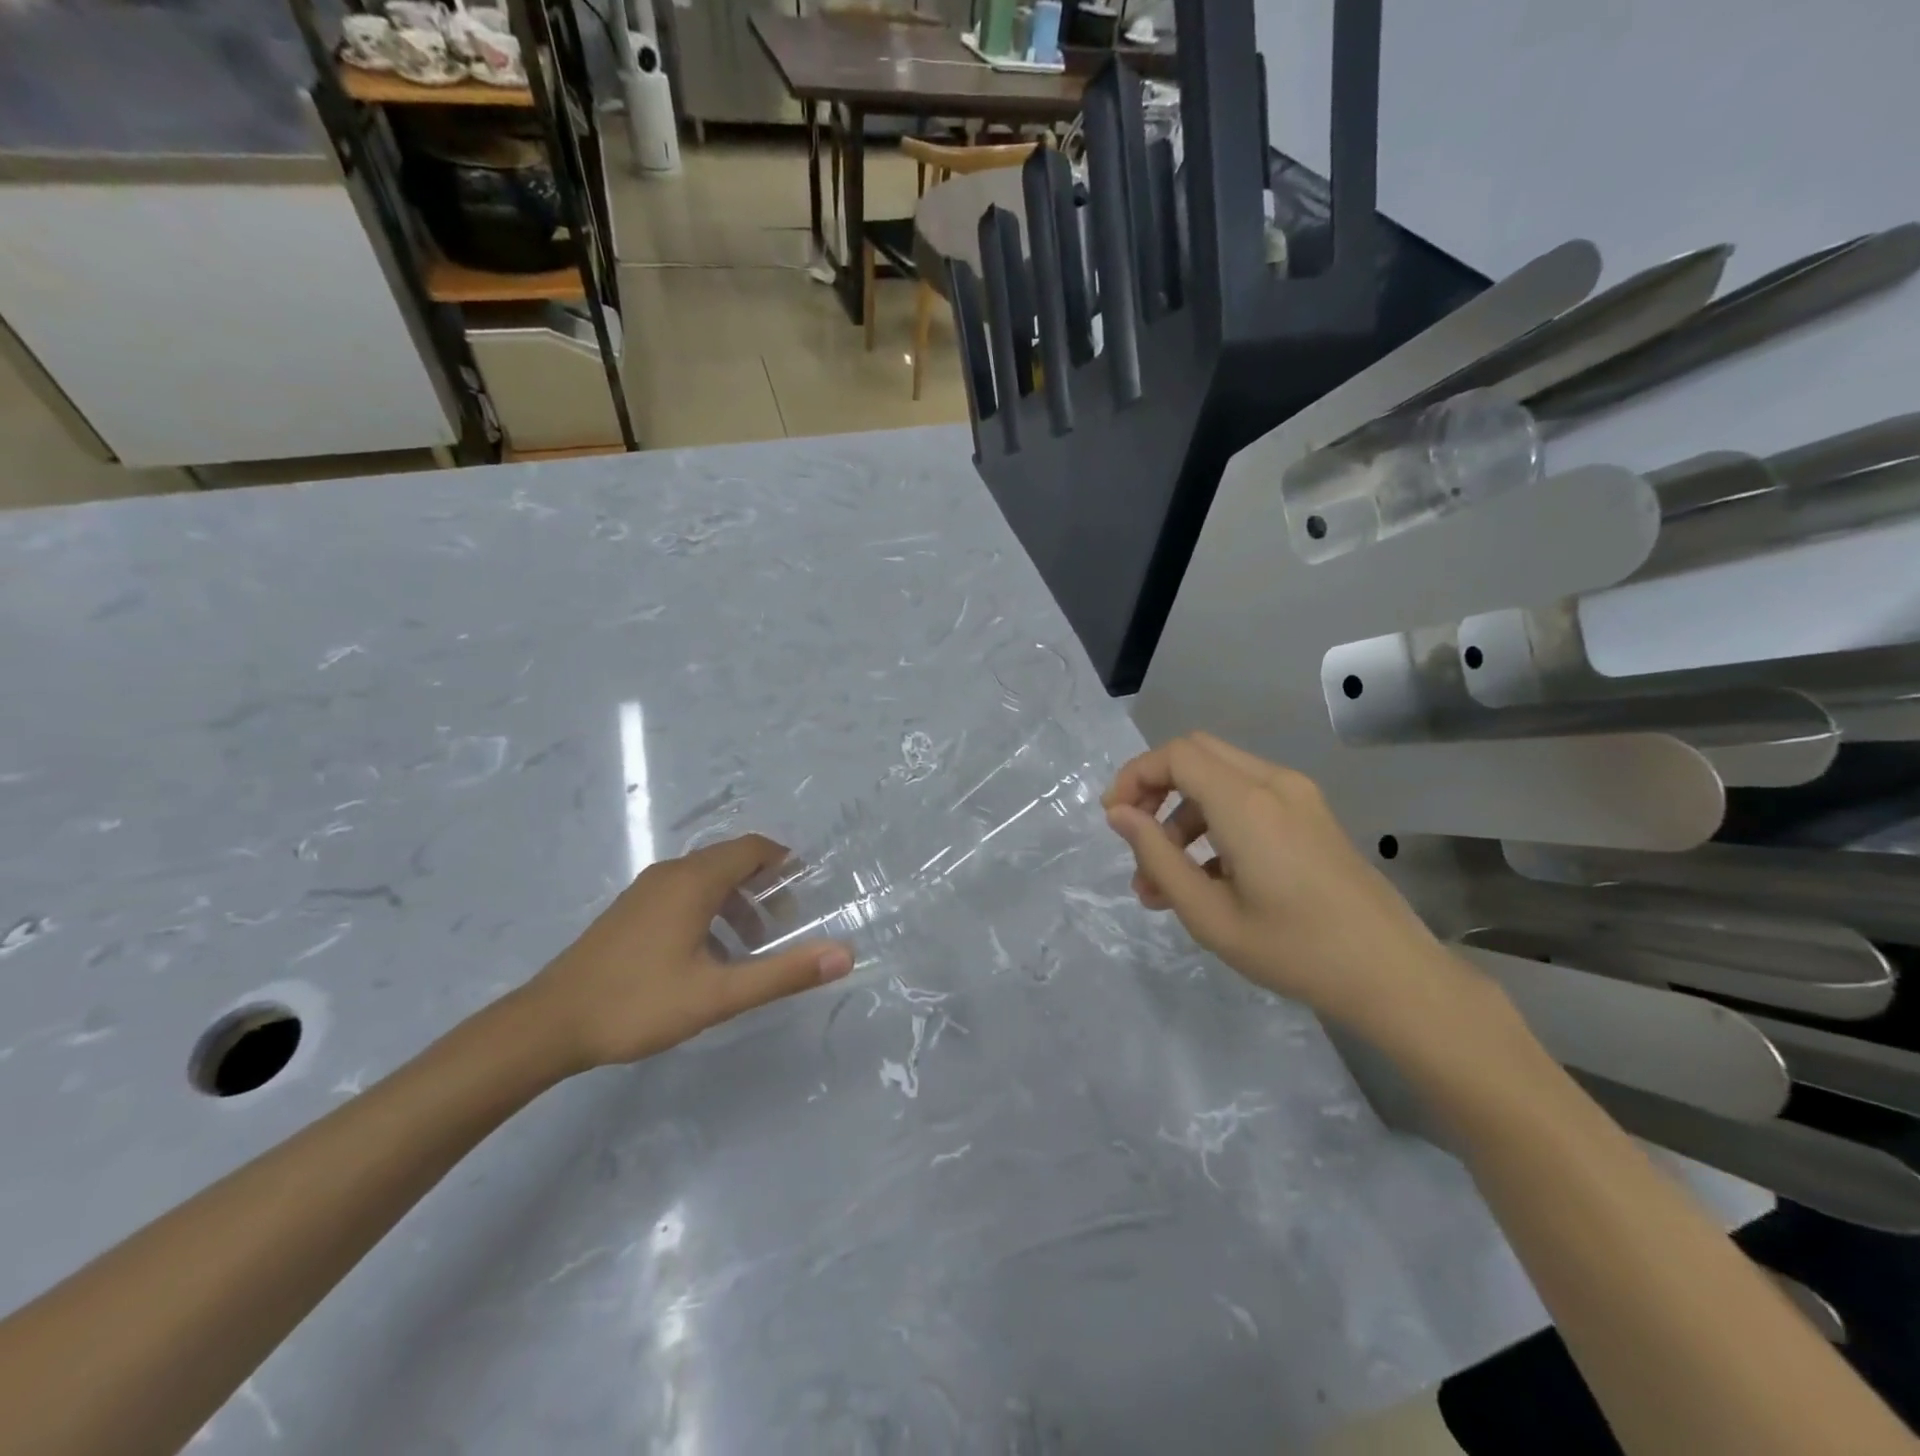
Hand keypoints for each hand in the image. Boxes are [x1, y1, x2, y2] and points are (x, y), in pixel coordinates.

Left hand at [521, 834, 852, 1071]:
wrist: (548, 1025)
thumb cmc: (638, 1003)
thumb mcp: (719, 995)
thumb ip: (783, 974)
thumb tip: (844, 955)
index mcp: (694, 881)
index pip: (753, 848)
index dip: (785, 863)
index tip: (808, 892)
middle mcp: (671, 874)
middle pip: (731, 861)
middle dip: (765, 888)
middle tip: (786, 927)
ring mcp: (645, 891)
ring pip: (706, 880)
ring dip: (738, 903)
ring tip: (752, 948)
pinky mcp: (630, 911)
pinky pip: (684, 894)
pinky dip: (710, 911)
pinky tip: (708, 957)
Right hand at [1103, 733, 1481, 1041]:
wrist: (1394, 976)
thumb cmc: (1295, 950)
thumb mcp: (1209, 915)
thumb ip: (1157, 857)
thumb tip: (1119, 815)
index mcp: (1247, 803)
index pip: (1175, 756)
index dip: (1134, 777)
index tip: (1114, 819)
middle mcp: (1274, 784)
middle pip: (1196, 754)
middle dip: (1155, 788)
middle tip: (1136, 837)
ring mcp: (1298, 797)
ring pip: (1220, 777)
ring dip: (1182, 814)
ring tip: (1161, 881)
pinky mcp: (1311, 815)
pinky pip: (1248, 798)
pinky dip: (1214, 822)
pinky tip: (1206, 879)